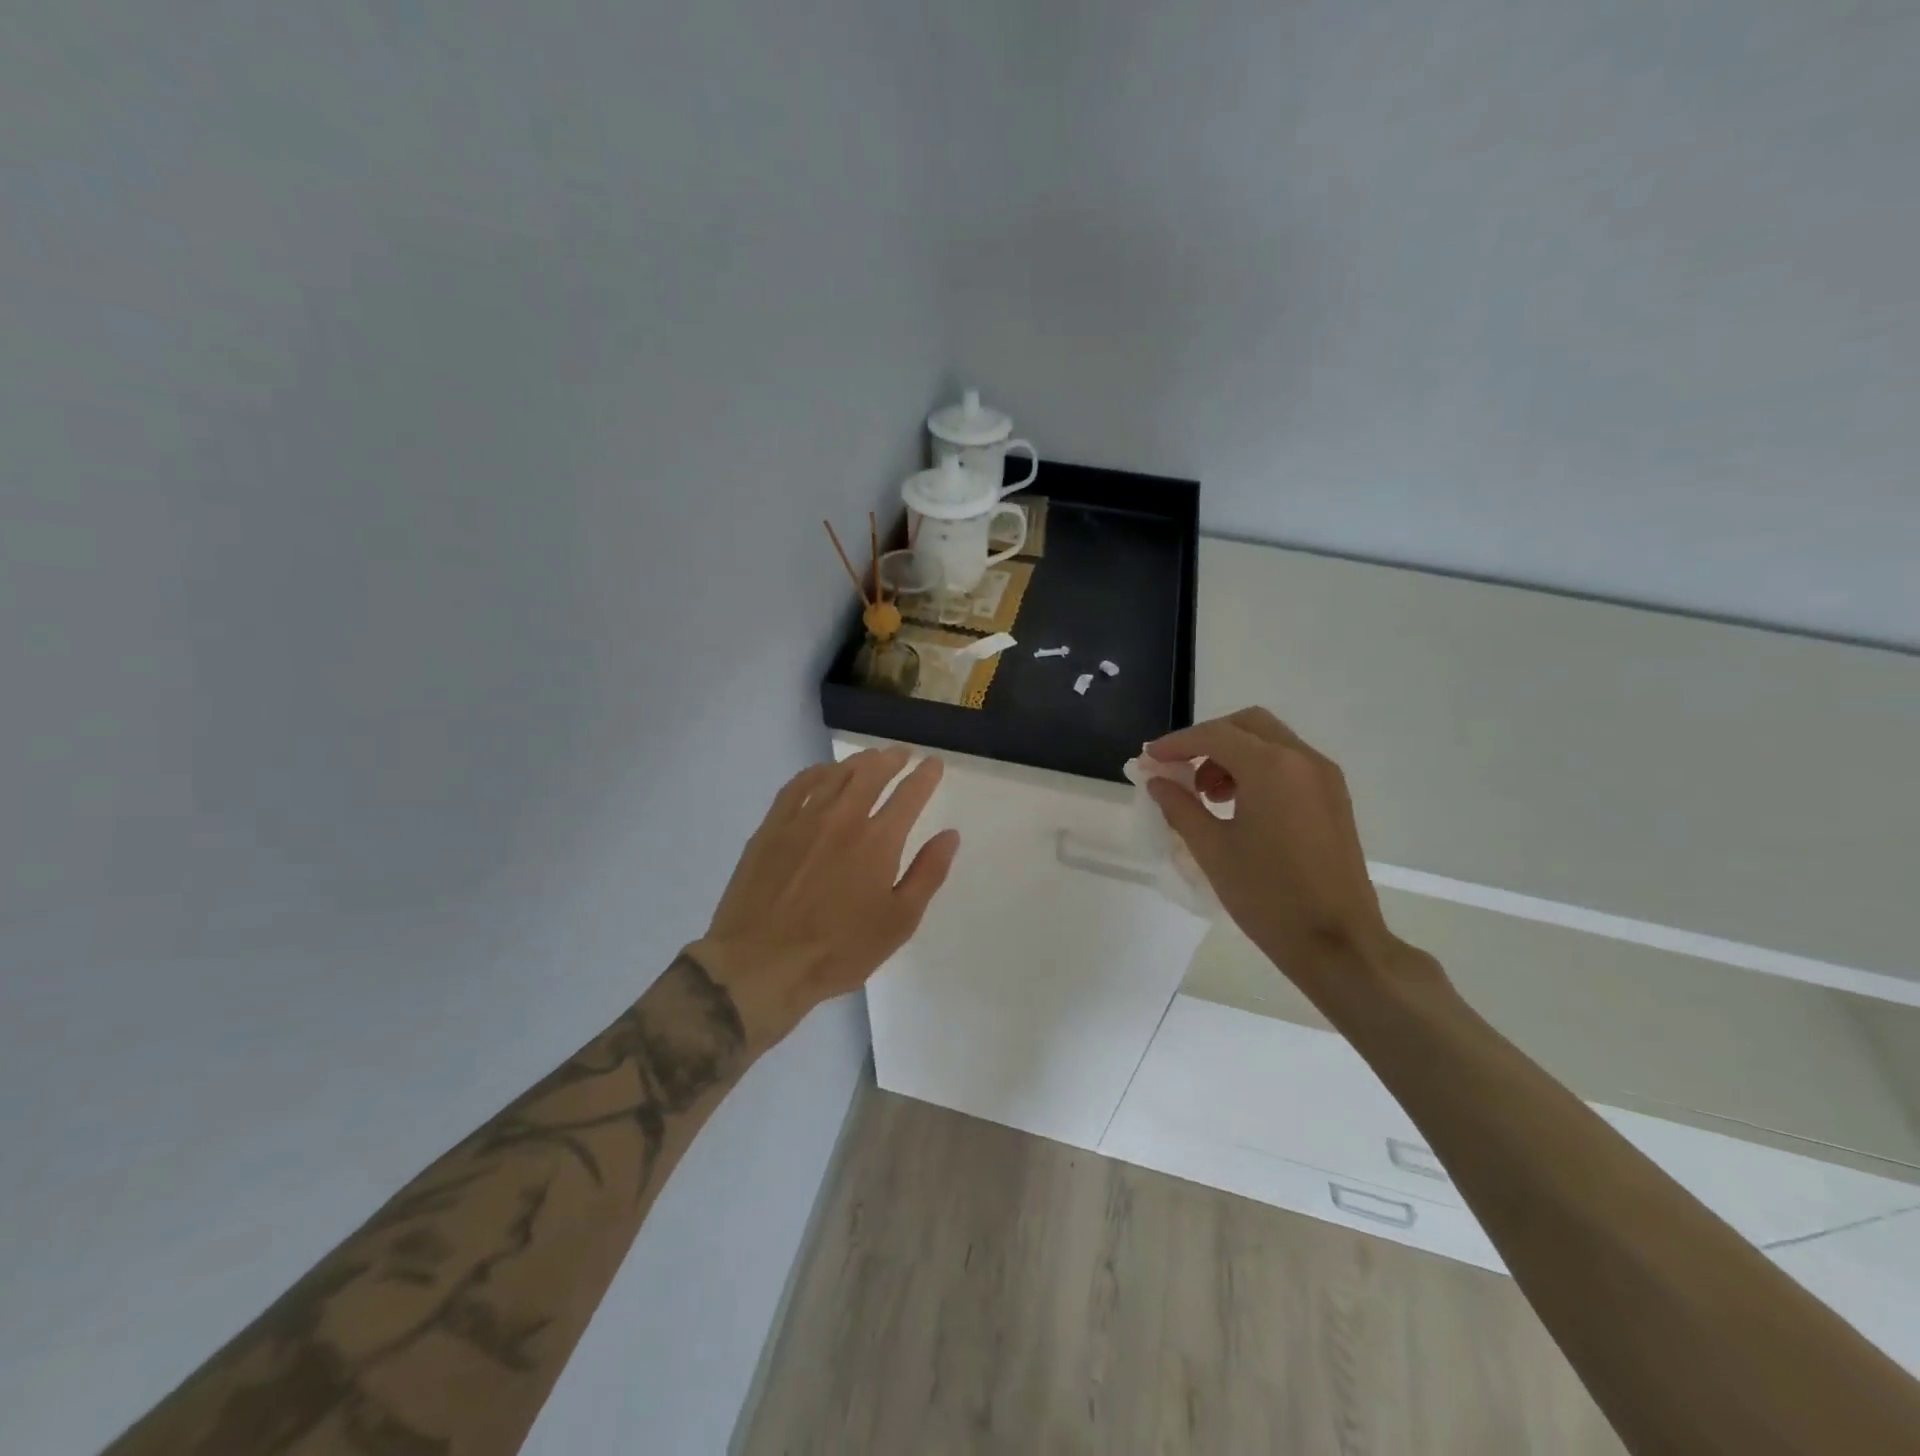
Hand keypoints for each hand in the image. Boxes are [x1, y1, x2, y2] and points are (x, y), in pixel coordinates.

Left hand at [690, 746, 960, 1050]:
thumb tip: (950, 835)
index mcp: (878, 840)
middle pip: (871, 773)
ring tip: (869, 758)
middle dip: (891, 759)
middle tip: (902, 753)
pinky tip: (822, 773)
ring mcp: (802, 819)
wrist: (761, 963)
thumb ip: (928, 874)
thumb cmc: (839, 950)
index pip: (909, 795)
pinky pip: (796, 786)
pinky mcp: (771, 828)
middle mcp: (842, 818)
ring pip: (835, 775)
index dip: (925, 776)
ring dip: (857, 761)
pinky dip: (815, 773)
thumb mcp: (899, 922)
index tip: (934, 764)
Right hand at [1146, 707, 1402, 984]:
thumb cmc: (1267, 896)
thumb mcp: (1212, 850)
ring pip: (1269, 740)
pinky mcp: (1333, 797)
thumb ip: (1179, 807)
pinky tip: (1237, 804)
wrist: (1337, 942)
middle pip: (1246, 725)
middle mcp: (1302, 759)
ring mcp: (1324, 777)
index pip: (1214, 735)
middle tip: (1178, 770)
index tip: (1149, 759)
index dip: (1176, 743)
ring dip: (1232, 753)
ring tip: (1207, 795)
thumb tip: (1157, 781)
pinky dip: (1257, 768)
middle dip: (1206, 740)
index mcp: (1271, 768)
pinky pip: (1288, 763)